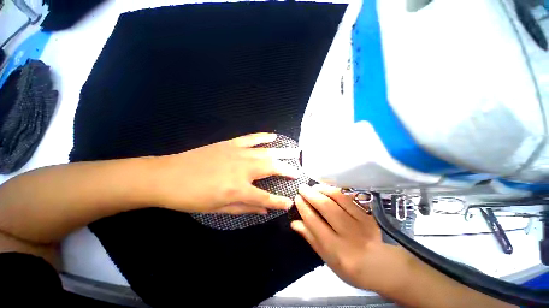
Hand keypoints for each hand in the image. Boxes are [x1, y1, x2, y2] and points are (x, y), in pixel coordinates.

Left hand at [150, 133, 299, 214]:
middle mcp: (243, 169)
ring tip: (295, 151)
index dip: (279, 202)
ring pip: (266, 152)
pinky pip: (252, 138)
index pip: (267, 197)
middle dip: (288, 170)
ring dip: (282, 152)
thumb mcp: (220, 209)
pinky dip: (264, 137)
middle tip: (299, 171)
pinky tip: (273, 136)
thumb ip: (246, 208)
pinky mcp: (231, 144)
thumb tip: (265, 210)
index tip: (290, 202)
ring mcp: (238, 153)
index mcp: (239, 189)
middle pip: (272, 168)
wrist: (168, 176)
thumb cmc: (193, 197)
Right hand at [292, 184, 410, 293]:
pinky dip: (337, 190)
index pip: (314, 222)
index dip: (303, 207)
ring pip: (339, 198)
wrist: (386, 267)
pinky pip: (351, 197)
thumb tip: (294, 223)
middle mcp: (349, 234)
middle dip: (311, 194)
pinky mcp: (369, 214)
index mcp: (336, 249)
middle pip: (326, 207)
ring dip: (323, 189)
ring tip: (314, 186)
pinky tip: (329, 188)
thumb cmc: (353, 268)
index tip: (297, 198)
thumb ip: (311, 239)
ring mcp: (362, 222)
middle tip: (302, 188)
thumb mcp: (329, 260)